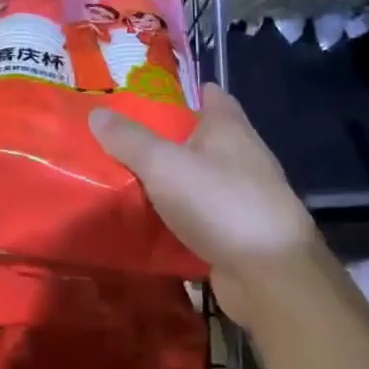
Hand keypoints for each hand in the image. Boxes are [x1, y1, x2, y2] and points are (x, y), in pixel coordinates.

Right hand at [90, 84, 313, 273]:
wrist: (271, 278)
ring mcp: (246, 197)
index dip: (183, 90)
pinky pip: (203, 214)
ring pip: (201, 177)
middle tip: (125, 134)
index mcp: (229, 128)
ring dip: (174, 177)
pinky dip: (181, 214)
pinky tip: (151, 217)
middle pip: (202, 136)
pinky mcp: (241, 233)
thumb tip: (96, 113)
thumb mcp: (163, 164)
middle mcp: (243, 156)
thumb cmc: (220, 202)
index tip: (148, 92)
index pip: (210, 95)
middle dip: (169, 135)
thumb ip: (128, 138)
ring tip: (130, 174)